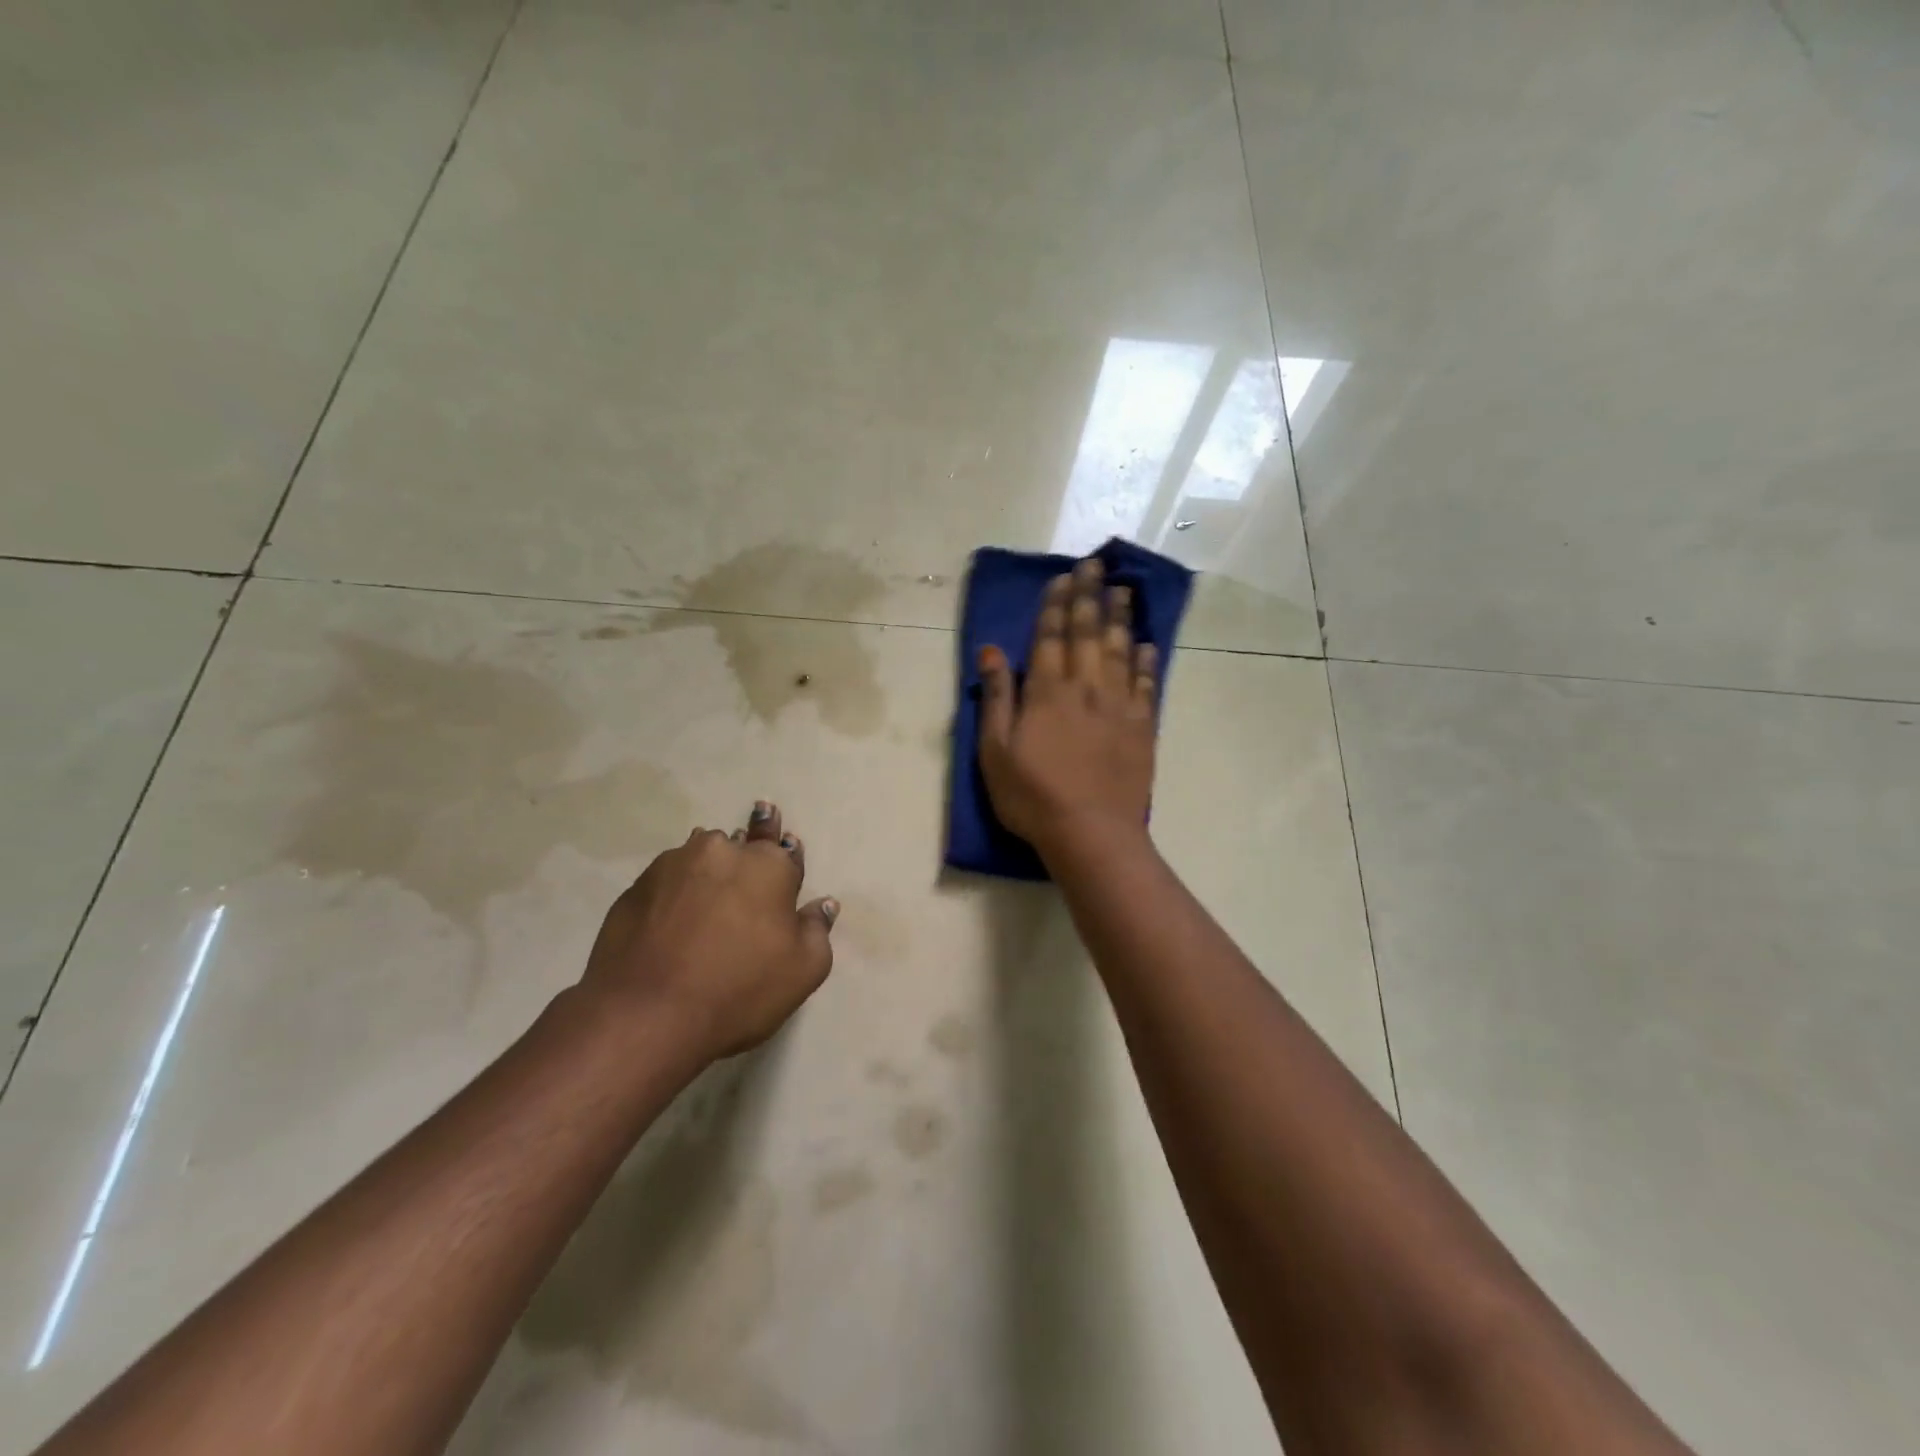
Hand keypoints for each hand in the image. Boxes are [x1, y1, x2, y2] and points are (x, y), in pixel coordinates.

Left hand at [581, 802, 837, 1059]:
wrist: (645, 1015)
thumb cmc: (738, 990)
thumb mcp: (803, 971)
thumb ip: (816, 930)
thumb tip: (822, 904)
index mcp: (770, 866)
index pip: (787, 850)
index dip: (788, 855)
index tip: (786, 847)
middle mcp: (723, 852)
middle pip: (742, 844)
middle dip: (748, 850)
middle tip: (747, 851)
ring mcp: (674, 865)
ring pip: (701, 857)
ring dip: (709, 870)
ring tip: (707, 890)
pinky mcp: (637, 887)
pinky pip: (667, 880)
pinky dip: (674, 892)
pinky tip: (673, 915)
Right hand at [978, 556, 1159, 859]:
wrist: (1091, 833)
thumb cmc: (1033, 796)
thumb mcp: (995, 751)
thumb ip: (996, 698)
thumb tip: (990, 652)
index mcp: (1047, 692)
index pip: (1050, 636)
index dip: (1056, 604)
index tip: (1064, 577)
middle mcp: (1085, 687)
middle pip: (1087, 632)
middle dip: (1089, 596)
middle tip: (1095, 565)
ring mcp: (1118, 705)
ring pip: (1120, 650)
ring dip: (1120, 617)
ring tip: (1122, 589)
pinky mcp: (1142, 726)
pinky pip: (1146, 684)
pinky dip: (1147, 661)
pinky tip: (1147, 644)